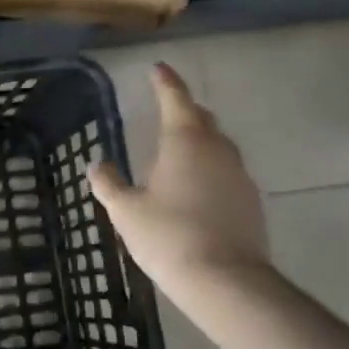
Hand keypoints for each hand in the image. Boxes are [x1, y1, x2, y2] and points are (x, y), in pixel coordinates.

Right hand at [88, 63, 269, 292]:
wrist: (225, 280)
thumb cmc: (168, 235)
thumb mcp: (125, 210)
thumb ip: (109, 183)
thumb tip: (97, 164)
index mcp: (185, 141)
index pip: (175, 99)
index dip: (165, 81)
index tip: (158, 67)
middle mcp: (217, 149)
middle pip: (201, 119)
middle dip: (184, 110)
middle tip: (166, 109)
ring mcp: (239, 175)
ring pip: (217, 146)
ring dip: (198, 141)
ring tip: (177, 152)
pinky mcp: (251, 202)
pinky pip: (226, 173)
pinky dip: (209, 170)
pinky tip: (195, 189)